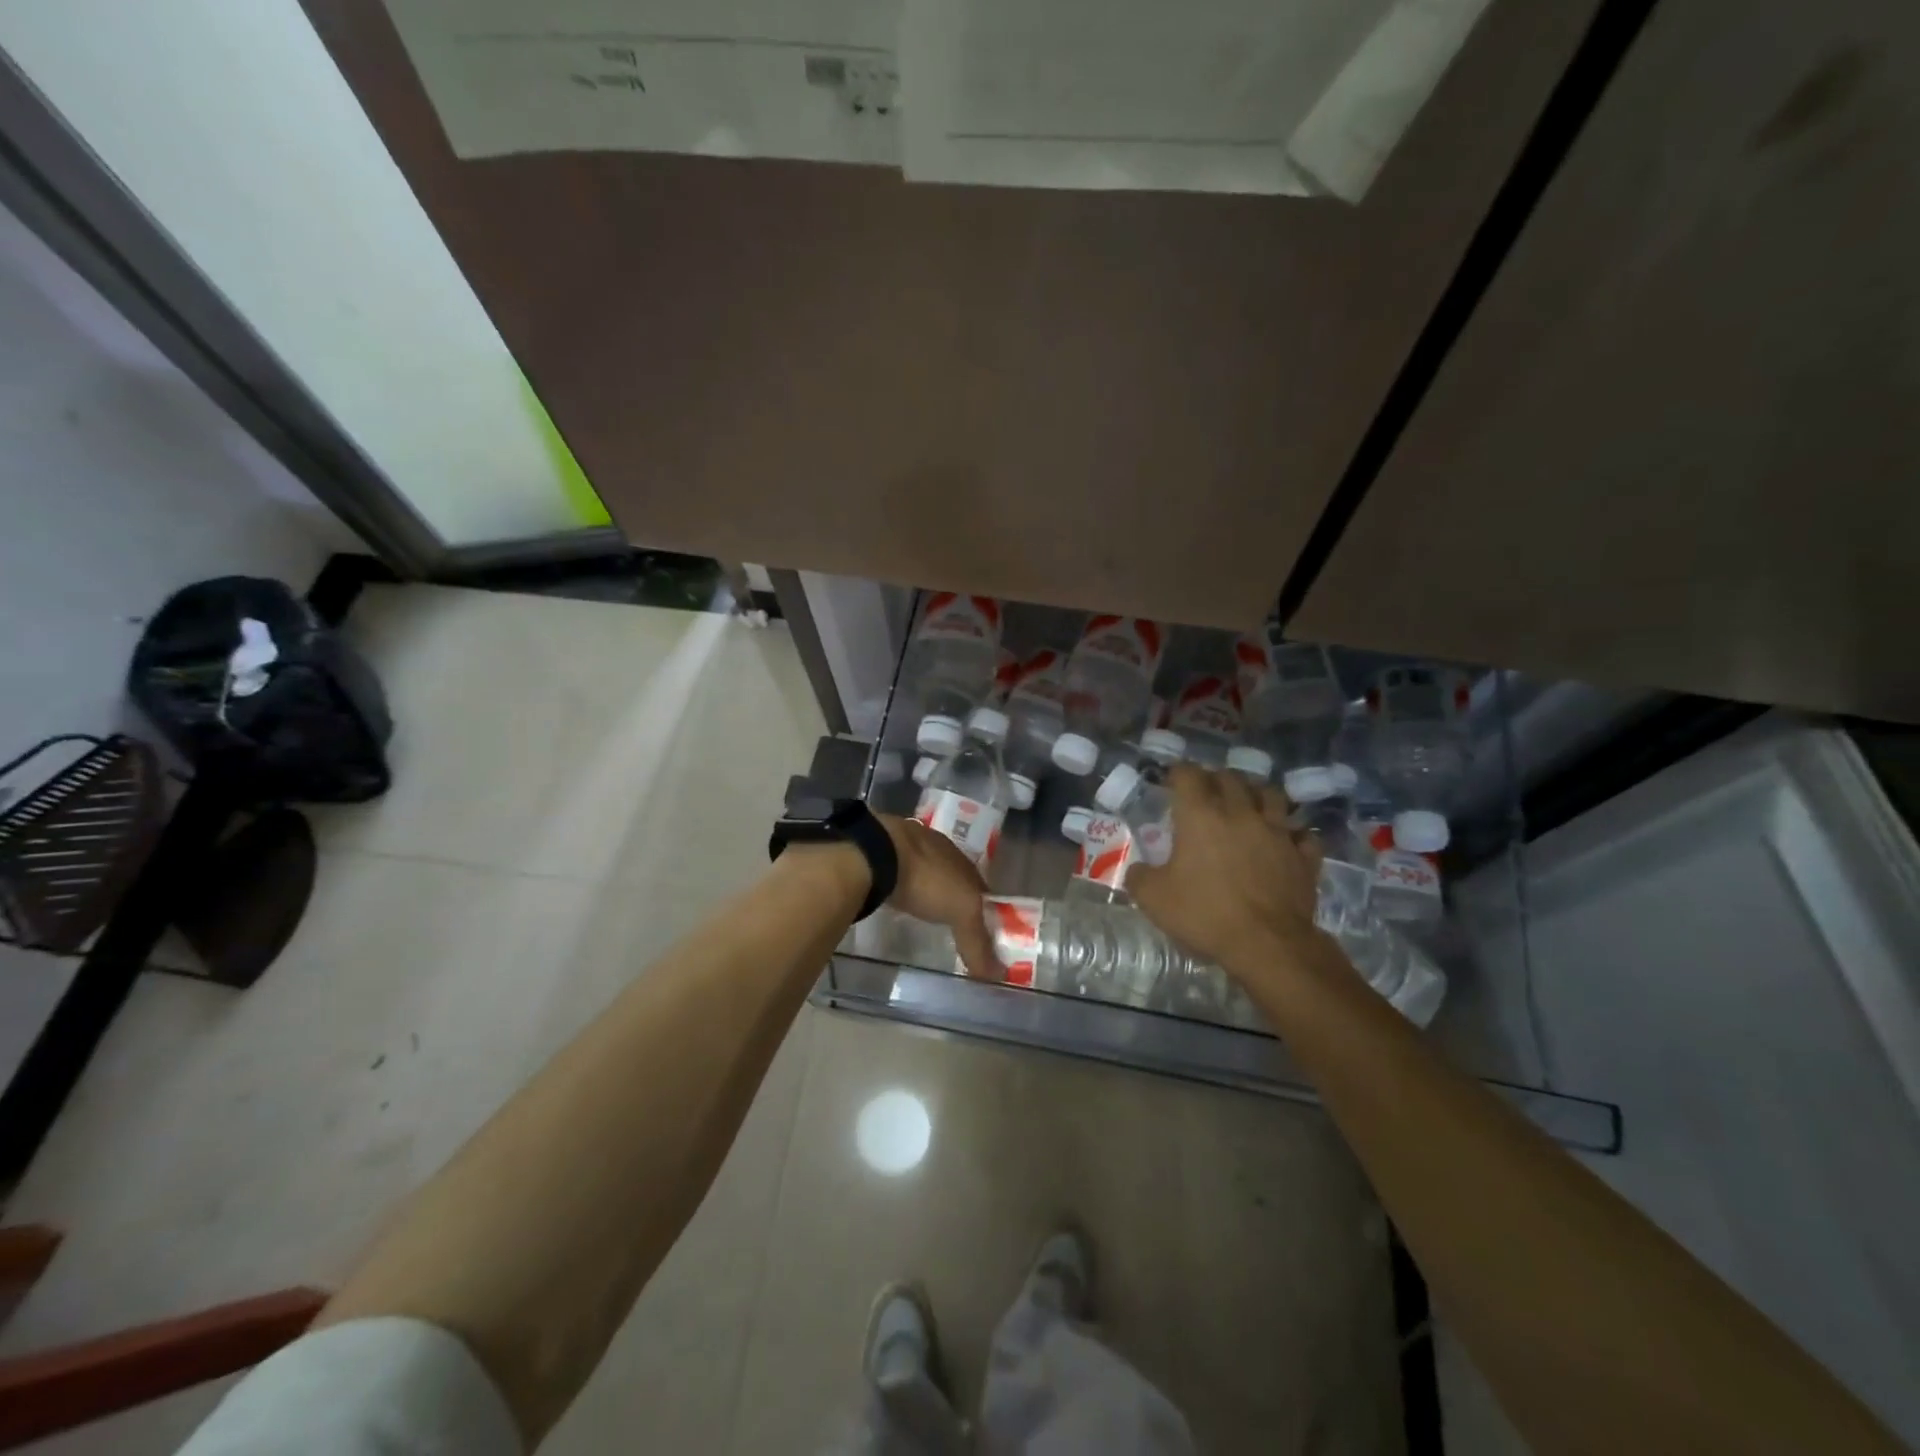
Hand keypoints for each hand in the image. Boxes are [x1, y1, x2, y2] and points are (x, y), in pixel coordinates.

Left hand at [878, 815, 1000, 980]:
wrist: (877, 854)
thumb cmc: (928, 879)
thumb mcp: (962, 911)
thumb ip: (978, 941)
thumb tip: (998, 975)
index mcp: (961, 859)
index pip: (980, 888)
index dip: (984, 910)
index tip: (984, 932)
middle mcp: (937, 850)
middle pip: (953, 880)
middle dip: (955, 900)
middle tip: (954, 925)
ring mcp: (907, 851)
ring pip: (926, 875)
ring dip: (928, 892)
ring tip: (927, 916)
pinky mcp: (882, 858)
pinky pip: (901, 877)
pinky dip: (904, 889)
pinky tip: (901, 901)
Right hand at [1126, 764, 1325, 982]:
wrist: (1268, 944)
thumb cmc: (1205, 914)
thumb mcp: (1153, 899)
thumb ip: (1139, 877)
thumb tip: (1138, 870)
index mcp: (1200, 815)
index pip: (1188, 775)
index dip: (1177, 773)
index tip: (1170, 781)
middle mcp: (1240, 813)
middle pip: (1230, 778)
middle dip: (1215, 779)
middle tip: (1205, 792)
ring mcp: (1277, 832)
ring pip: (1271, 795)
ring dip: (1256, 794)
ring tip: (1248, 805)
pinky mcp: (1303, 856)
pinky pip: (1301, 833)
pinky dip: (1292, 832)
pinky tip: (1285, 840)